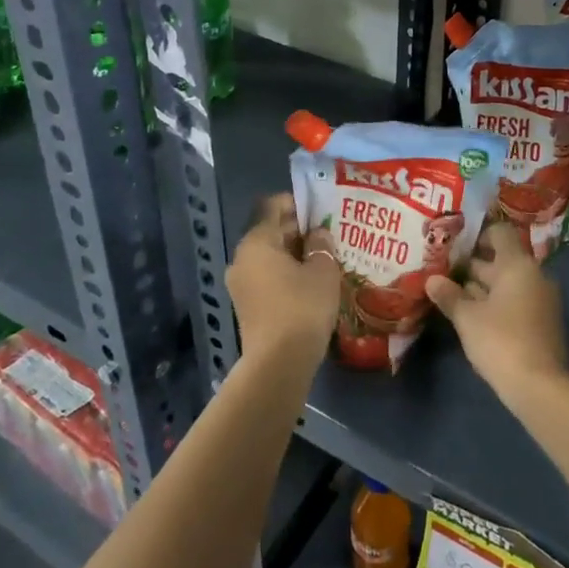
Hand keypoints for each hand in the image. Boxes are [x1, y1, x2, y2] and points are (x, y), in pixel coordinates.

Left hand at [225, 194, 342, 364]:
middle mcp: (242, 258)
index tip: (321, 208)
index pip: (274, 207)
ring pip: (270, 257)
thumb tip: (318, 233)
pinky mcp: (246, 305)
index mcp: (257, 242)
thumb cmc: (302, 307)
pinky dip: (286, 273)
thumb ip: (321, 245)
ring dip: (294, 254)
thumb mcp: (323, 270)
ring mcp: (240, 284)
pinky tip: (310, 281)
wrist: (279, 364)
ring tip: (323, 258)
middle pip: (271, 231)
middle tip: (328, 234)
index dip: (298, 203)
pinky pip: (267, 277)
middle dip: (299, 230)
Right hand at [425, 220, 568, 404]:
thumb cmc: (501, 341)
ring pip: (506, 284)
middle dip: (472, 265)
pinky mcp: (541, 323)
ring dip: (481, 288)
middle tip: (441, 270)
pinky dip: (494, 304)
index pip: (500, 233)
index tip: (453, 245)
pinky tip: (471, 316)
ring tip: (449, 293)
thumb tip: (431, 280)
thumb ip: (449, 295)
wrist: (540, 387)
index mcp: (518, 265)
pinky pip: (514, 302)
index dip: (477, 235)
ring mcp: (540, 300)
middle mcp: (533, 275)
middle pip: (501, 260)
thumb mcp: (467, 318)